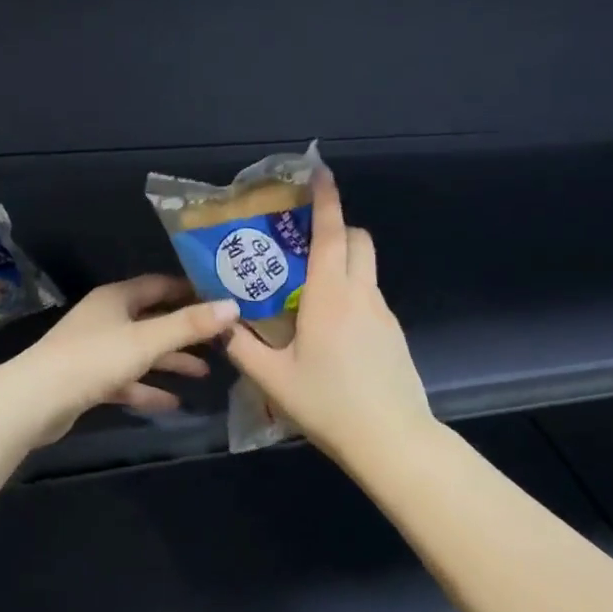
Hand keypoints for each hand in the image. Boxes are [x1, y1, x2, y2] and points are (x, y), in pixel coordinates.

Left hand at [9, 275, 239, 444]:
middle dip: (186, 331)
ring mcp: (96, 350)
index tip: (222, 299)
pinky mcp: (89, 380)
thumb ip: (189, 325)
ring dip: (171, 362)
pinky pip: (127, 380)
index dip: (190, 290)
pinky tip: (174, 403)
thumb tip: (233, 306)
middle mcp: (107, 318)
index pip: (160, 285)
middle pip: (153, 319)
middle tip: (221, 339)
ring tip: (205, 372)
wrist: (35, 401)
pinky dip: (149, 388)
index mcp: (117, 298)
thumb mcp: (147, 340)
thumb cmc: (94, 359)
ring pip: (142, 351)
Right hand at [225, 171, 432, 464]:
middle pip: (357, 240)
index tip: (320, 171)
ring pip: (365, 268)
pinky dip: (352, 292)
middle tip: (303, 239)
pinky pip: (370, 297)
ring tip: (309, 286)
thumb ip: (241, 347)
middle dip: (336, 226)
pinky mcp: (394, 334)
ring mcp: (382, 313)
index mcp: (330, 296)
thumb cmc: (328, 404)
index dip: (326, 198)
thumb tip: (218, 324)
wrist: (392, 440)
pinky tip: (331, 328)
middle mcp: (360, 294)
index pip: (331, 233)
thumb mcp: (273, 379)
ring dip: (343, 260)